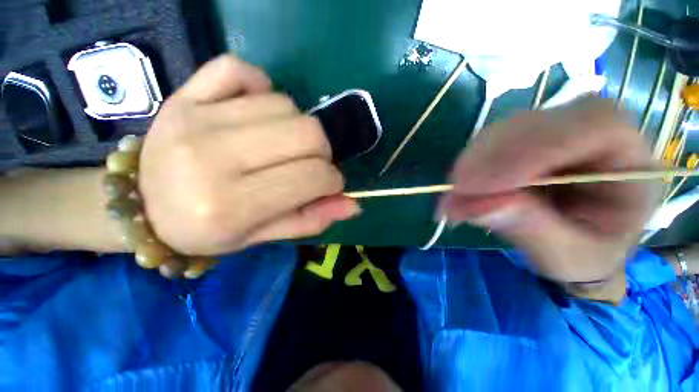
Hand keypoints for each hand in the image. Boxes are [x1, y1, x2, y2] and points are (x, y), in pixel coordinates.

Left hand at [139, 56, 359, 258]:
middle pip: (307, 132)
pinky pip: (240, 69)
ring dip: (297, 127)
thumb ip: (311, 220)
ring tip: (282, 145)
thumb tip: (354, 206)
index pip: (313, 177)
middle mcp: (214, 158)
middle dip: (323, 152)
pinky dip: (262, 86)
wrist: (142, 207)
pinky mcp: (185, 94)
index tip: (328, 185)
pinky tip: (258, 109)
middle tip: (310, 164)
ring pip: (284, 104)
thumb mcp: (263, 236)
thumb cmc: (208, 230)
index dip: (333, 180)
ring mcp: (196, 118)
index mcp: (232, 205)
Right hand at [441, 99, 660, 284]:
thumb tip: (481, 205)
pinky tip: (460, 187)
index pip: (592, 127)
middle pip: (539, 123)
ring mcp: (558, 131)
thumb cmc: (587, 255)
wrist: (580, 244)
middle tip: (455, 191)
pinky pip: (492, 141)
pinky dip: (470, 163)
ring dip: (473, 162)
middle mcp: (598, 132)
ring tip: (454, 196)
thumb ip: (532, 230)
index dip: (530, 151)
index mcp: (633, 160)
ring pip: (508, 129)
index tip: (476, 184)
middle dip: (490, 158)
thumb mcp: (568, 257)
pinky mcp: (527, 139)